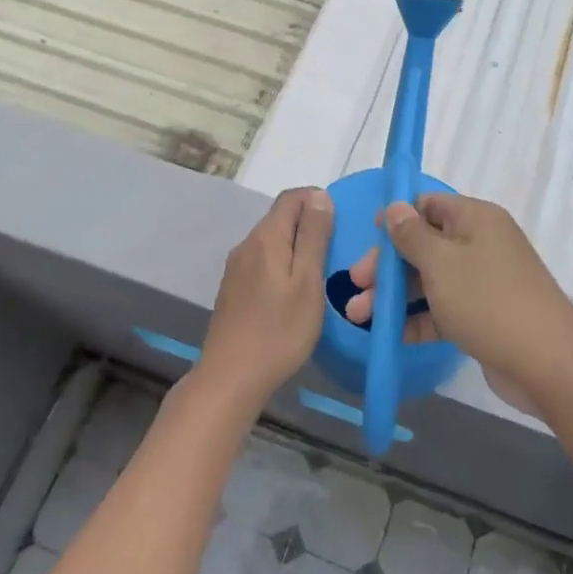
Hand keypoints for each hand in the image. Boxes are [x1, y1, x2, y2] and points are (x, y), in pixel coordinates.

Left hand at [198, 187, 334, 410]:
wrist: (231, 377)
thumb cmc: (279, 329)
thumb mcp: (307, 280)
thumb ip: (313, 236)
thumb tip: (319, 196)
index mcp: (266, 237)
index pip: (292, 197)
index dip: (317, 200)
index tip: (341, 222)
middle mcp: (246, 244)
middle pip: (280, 218)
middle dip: (309, 223)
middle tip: (336, 250)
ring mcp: (236, 268)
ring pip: (271, 241)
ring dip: (296, 246)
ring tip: (320, 271)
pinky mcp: (233, 289)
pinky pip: (263, 262)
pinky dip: (282, 264)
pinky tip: (294, 291)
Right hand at [343, 194, 572, 399]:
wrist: (548, 364)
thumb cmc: (488, 301)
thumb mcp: (441, 263)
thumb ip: (411, 235)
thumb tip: (394, 207)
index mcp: (475, 218)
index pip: (428, 205)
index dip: (395, 218)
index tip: (367, 237)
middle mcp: (481, 243)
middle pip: (424, 245)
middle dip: (387, 265)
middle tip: (355, 285)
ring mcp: (484, 281)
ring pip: (430, 280)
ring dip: (395, 296)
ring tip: (358, 316)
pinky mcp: (484, 315)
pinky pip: (443, 308)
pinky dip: (418, 318)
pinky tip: (389, 335)